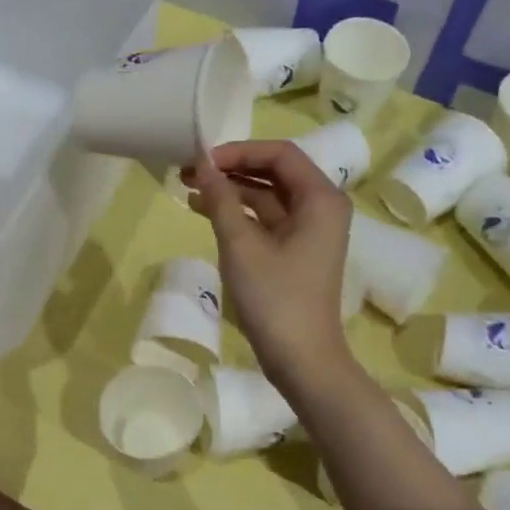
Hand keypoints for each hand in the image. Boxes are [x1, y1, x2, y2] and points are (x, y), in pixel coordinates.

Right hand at [183, 140, 356, 396]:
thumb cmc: (274, 298)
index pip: (279, 154)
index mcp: (320, 198)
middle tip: (188, 172)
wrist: (301, 358)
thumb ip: (221, 200)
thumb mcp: (241, 245)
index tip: (201, 160)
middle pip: (274, 173)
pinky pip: (266, 220)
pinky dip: (238, 214)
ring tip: (189, 191)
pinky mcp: (296, 252)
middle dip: (232, 170)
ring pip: (267, 197)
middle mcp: (321, 207)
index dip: (238, 151)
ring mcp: (309, 231)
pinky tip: (205, 214)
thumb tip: (202, 165)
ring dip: (231, 192)